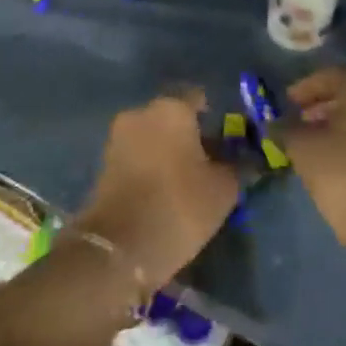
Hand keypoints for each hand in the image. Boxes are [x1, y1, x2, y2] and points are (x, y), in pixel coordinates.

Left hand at [73, 89, 237, 287]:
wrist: (120, 247)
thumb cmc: (180, 205)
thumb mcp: (223, 190)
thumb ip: (235, 168)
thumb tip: (243, 161)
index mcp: (172, 108)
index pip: (198, 99)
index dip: (213, 119)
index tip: (225, 142)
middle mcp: (141, 112)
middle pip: (172, 117)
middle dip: (189, 136)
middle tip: (207, 165)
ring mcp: (118, 137)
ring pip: (152, 136)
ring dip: (167, 153)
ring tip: (185, 183)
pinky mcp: (103, 163)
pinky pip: (135, 156)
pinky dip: (149, 168)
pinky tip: (162, 193)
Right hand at [278, 66, 345, 260]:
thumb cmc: (343, 177)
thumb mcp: (303, 149)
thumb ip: (285, 129)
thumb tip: (274, 124)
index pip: (333, 75)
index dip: (306, 86)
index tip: (287, 103)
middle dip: (321, 103)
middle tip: (298, 119)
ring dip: (336, 120)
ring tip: (313, 140)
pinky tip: (335, 157)